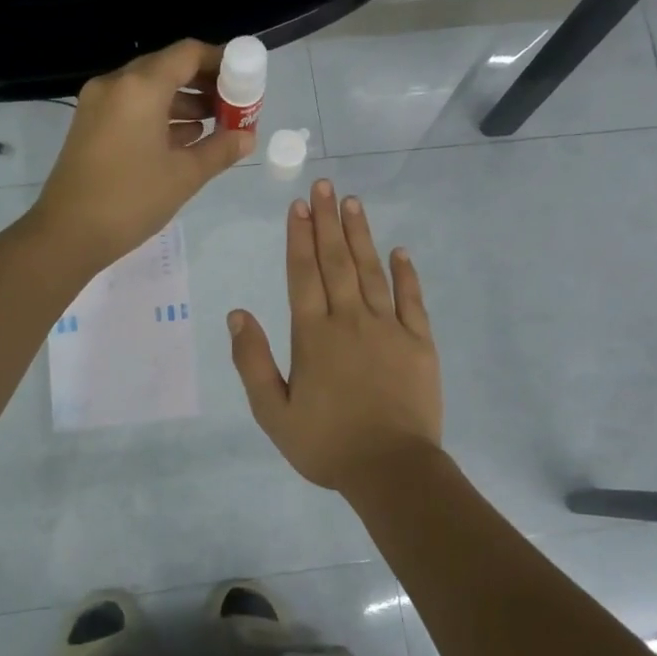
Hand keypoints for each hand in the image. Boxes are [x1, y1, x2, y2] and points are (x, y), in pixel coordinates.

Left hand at [35, 40, 253, 269]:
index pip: (188, 54)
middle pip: (168, 67)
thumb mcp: (185, 176)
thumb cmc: (131, 200)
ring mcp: (98, 104)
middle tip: (233, 104)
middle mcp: (116, 84)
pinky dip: (160, 115)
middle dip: (204, 83)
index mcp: (140, 87)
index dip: (221, 61)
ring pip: (149, 88)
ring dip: (183, 101)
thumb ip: (220, 149)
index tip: (245, 79)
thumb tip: (247, 138)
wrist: (67, 234)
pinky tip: (186, 137)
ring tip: (216, 124)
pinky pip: (132, 106)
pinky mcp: (90, 125)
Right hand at [228, 179, 442, 494]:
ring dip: (361, 235)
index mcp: (313, 335)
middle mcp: (349, 320)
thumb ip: (253, 361)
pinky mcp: (419, 343)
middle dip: (327, 221)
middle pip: (336, 261)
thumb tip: (238, 314)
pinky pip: (412, 300)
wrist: (391, 470)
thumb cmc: (326, 444)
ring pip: (371, 271)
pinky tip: (400, 251)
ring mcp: (388, 328)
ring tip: (353, 202)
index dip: (299, 237)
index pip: (303, 274)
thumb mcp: (273, 412)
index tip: (298, 206)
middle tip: (324, 185)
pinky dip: (406, 274)